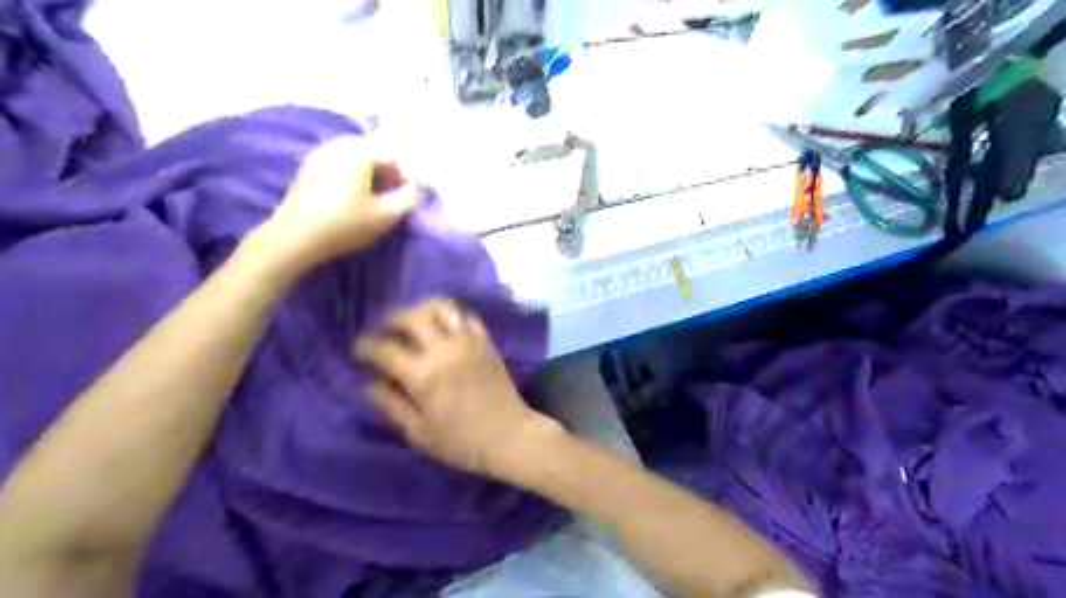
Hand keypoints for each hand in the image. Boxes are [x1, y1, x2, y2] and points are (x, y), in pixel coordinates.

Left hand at [252, 135, 415, 267]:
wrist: (295, 237)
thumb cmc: (345, 224)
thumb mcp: (385, 216)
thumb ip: (407, 199)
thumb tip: (415, 190)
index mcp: (359, 152)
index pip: (393, 154)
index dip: (406, 175)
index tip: (407, 197)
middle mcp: (338, 145)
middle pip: (373, 151)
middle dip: (387, 172)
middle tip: (392, 196)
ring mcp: (319, 155)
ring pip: (354, 157)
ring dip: (369, 174)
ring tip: (373, 199)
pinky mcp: (307, 169)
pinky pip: (338, 164)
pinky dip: (351, 176)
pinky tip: (351, 198)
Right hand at [352, 301, 560, 478]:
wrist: (510, 436)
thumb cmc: (462, 442)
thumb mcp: (419, 433)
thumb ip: (391, 405)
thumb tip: (369, 383)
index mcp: (424, 375)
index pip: (385, 349)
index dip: (365, 346)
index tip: (359, 349)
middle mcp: (445, 350)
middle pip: (412, 316)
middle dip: (392, 318)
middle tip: (385, 330)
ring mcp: (469, 341)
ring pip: (441, 307)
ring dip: (421, 310)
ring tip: (414, 323)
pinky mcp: (486, 341)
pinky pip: (466, 315)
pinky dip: (450, 315)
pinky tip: (443, 327)